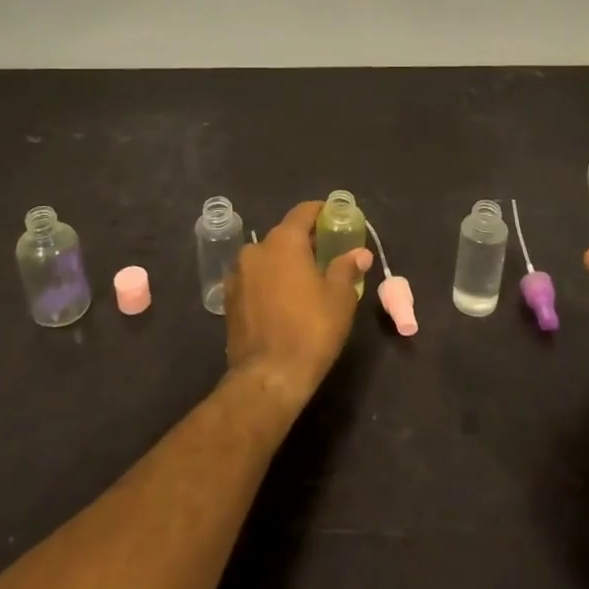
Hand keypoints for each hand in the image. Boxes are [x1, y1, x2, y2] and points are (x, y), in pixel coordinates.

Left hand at [222, 201, 371, 411]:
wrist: (268, 377)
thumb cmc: (311, 330)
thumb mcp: (339, 298)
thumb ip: (346, 268)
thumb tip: (359, 253)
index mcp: (284, 242)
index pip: (303, 212)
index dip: (322, 212)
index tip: (336, 218)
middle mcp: (256, 250)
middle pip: (284, 235)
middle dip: (306, 240)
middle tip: (328, 254)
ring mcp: (238, 274)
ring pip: (267, 257)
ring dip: (285, 262)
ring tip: (306, 280)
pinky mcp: (229, 299)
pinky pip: (255, 278)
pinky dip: (269, 280)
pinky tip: (284, 299)